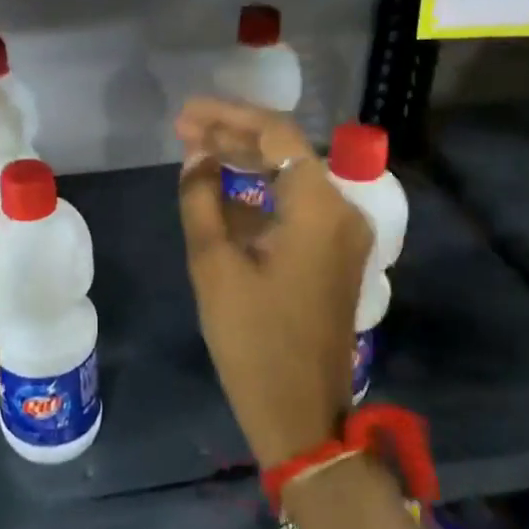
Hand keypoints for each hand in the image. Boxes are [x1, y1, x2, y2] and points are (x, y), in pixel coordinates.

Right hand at [174, 97, 371, 469]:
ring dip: (247, 164)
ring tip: (197, 154)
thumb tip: (196, 155)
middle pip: (287, 152)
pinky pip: (297, 209)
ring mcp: (344, 236)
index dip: (227, 116)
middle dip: (235, 136)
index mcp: (319, 207)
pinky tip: (222, 197)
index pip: (276, 134)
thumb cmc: (252, 339)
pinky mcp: (335, 257)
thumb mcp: (214, 263)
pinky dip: (261, 198)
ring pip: (292, 179)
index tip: (185, 113)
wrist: (300, 414)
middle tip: (185, 130)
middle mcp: (342, 211)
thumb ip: (201, 198)